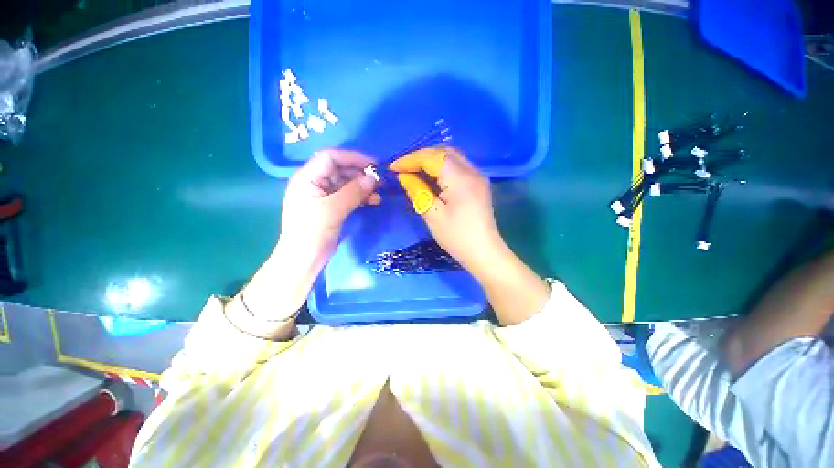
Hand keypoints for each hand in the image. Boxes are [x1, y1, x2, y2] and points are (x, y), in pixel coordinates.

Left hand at [281, 149, 380, 260]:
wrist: (304, 259)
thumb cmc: (312, 232)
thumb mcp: (333, 210)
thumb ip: (353, 192)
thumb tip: (374, 178)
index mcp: (308, 177)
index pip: (331, 157)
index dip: (353, 158)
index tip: (374, 165)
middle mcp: (315, 182)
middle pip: (340, 169)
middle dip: (361, 173)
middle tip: (380, 180)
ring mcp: (324, 195)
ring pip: (347, 183)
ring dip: (363, 186)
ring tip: (379, 193)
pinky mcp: (332, 206)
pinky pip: (349, 195)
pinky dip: (362, 196)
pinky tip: (374, 201)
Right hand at [389, 147, 503, 272]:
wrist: (484, 253)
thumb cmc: (457, 237)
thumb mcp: (432, 215)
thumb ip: (417, 191)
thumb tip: (404, 176)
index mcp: (460, 179)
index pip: (433, 157)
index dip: (410, 159)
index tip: (394, 167)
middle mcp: (472, 172)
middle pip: (444, 152)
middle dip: (421, 157)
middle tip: (404, 169)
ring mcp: (478, 177)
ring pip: (452, 158)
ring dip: (432, 161)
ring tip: (414, 172)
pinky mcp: (479, 184)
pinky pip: (458, 167)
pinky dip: (442, 169)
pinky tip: (432, 179)